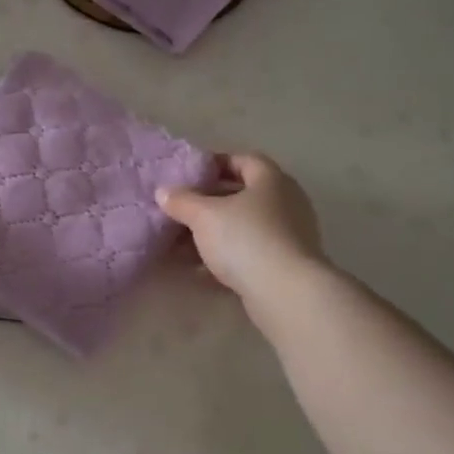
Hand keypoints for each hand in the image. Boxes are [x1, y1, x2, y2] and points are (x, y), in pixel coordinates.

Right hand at [157, 153, 328, 314]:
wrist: (286, 292)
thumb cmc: (245, 239)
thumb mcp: (203, 215)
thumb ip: (181, 201)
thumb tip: (164, 192)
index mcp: (271, 180)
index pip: (243, 160)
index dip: (215, 164)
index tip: (189, 176)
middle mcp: (286, 202)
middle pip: (242, 195)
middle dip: (209, 202)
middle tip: (181, 210)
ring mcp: (289, 235)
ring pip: (244, 226)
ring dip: (215, 232)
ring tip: (183, 243)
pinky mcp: (286, 264)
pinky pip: (250, 252)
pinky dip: (226, 256)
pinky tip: (200, 269)